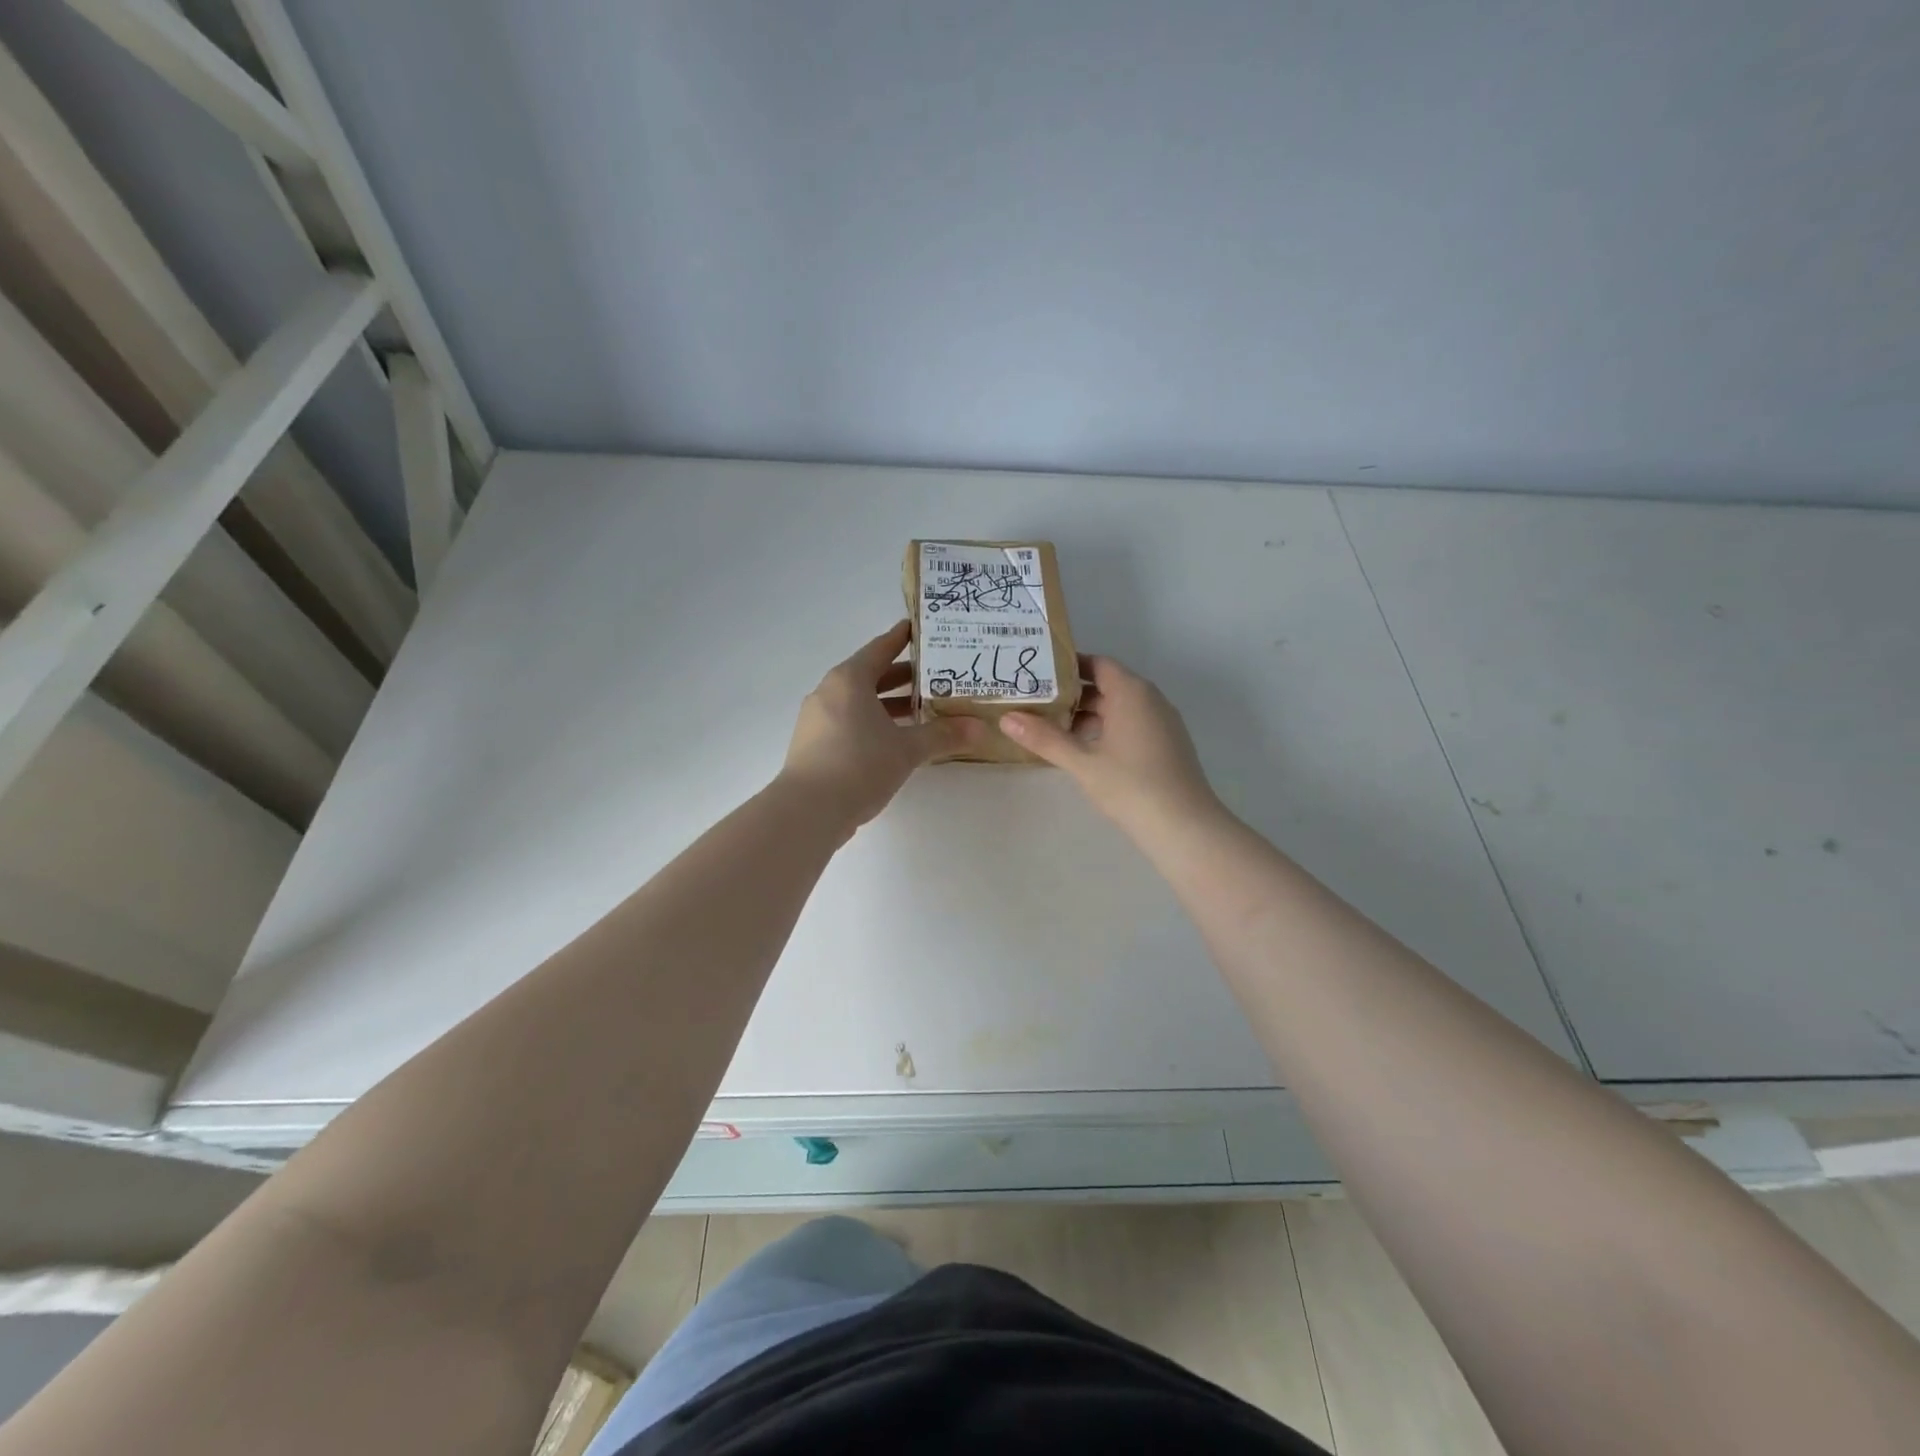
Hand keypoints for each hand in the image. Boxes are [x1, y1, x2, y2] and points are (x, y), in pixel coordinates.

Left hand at [782, 622, 981, 830]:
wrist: (808, 810)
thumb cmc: (859, 765)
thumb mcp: (907, 749)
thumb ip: (943, 735)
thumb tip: (979, 728)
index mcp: (849, 680)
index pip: (880, 649)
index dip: (901, 638)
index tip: (920, 629)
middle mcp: (829, 692)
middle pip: (870, 675)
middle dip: (902, 676)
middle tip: (936, 675)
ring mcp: (817, 719)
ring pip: (859, 702)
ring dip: (888, 704)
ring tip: (921, 710)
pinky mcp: (813, 745)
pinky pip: (848, 722)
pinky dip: (872, 723)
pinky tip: (894, 740)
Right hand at [1001, 655, 1222, 834]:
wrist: (1184, 826)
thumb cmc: (1131, 786)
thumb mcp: (1082, 762)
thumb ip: (1044, 738)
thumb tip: (1007, 718)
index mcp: (1132, 692)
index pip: (1096, 664)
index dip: (1067, 666)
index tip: (1038, 675)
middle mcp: (1150, 699)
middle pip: (1107, 685)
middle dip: (1072, 695)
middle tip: (1036, 704)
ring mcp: (1162, 723)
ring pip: (1119, 708)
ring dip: (1088, 716)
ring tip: (1052, 729)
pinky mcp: (1167, 745)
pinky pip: (1131, 725)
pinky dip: (1106, 730)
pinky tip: (1084, 751)